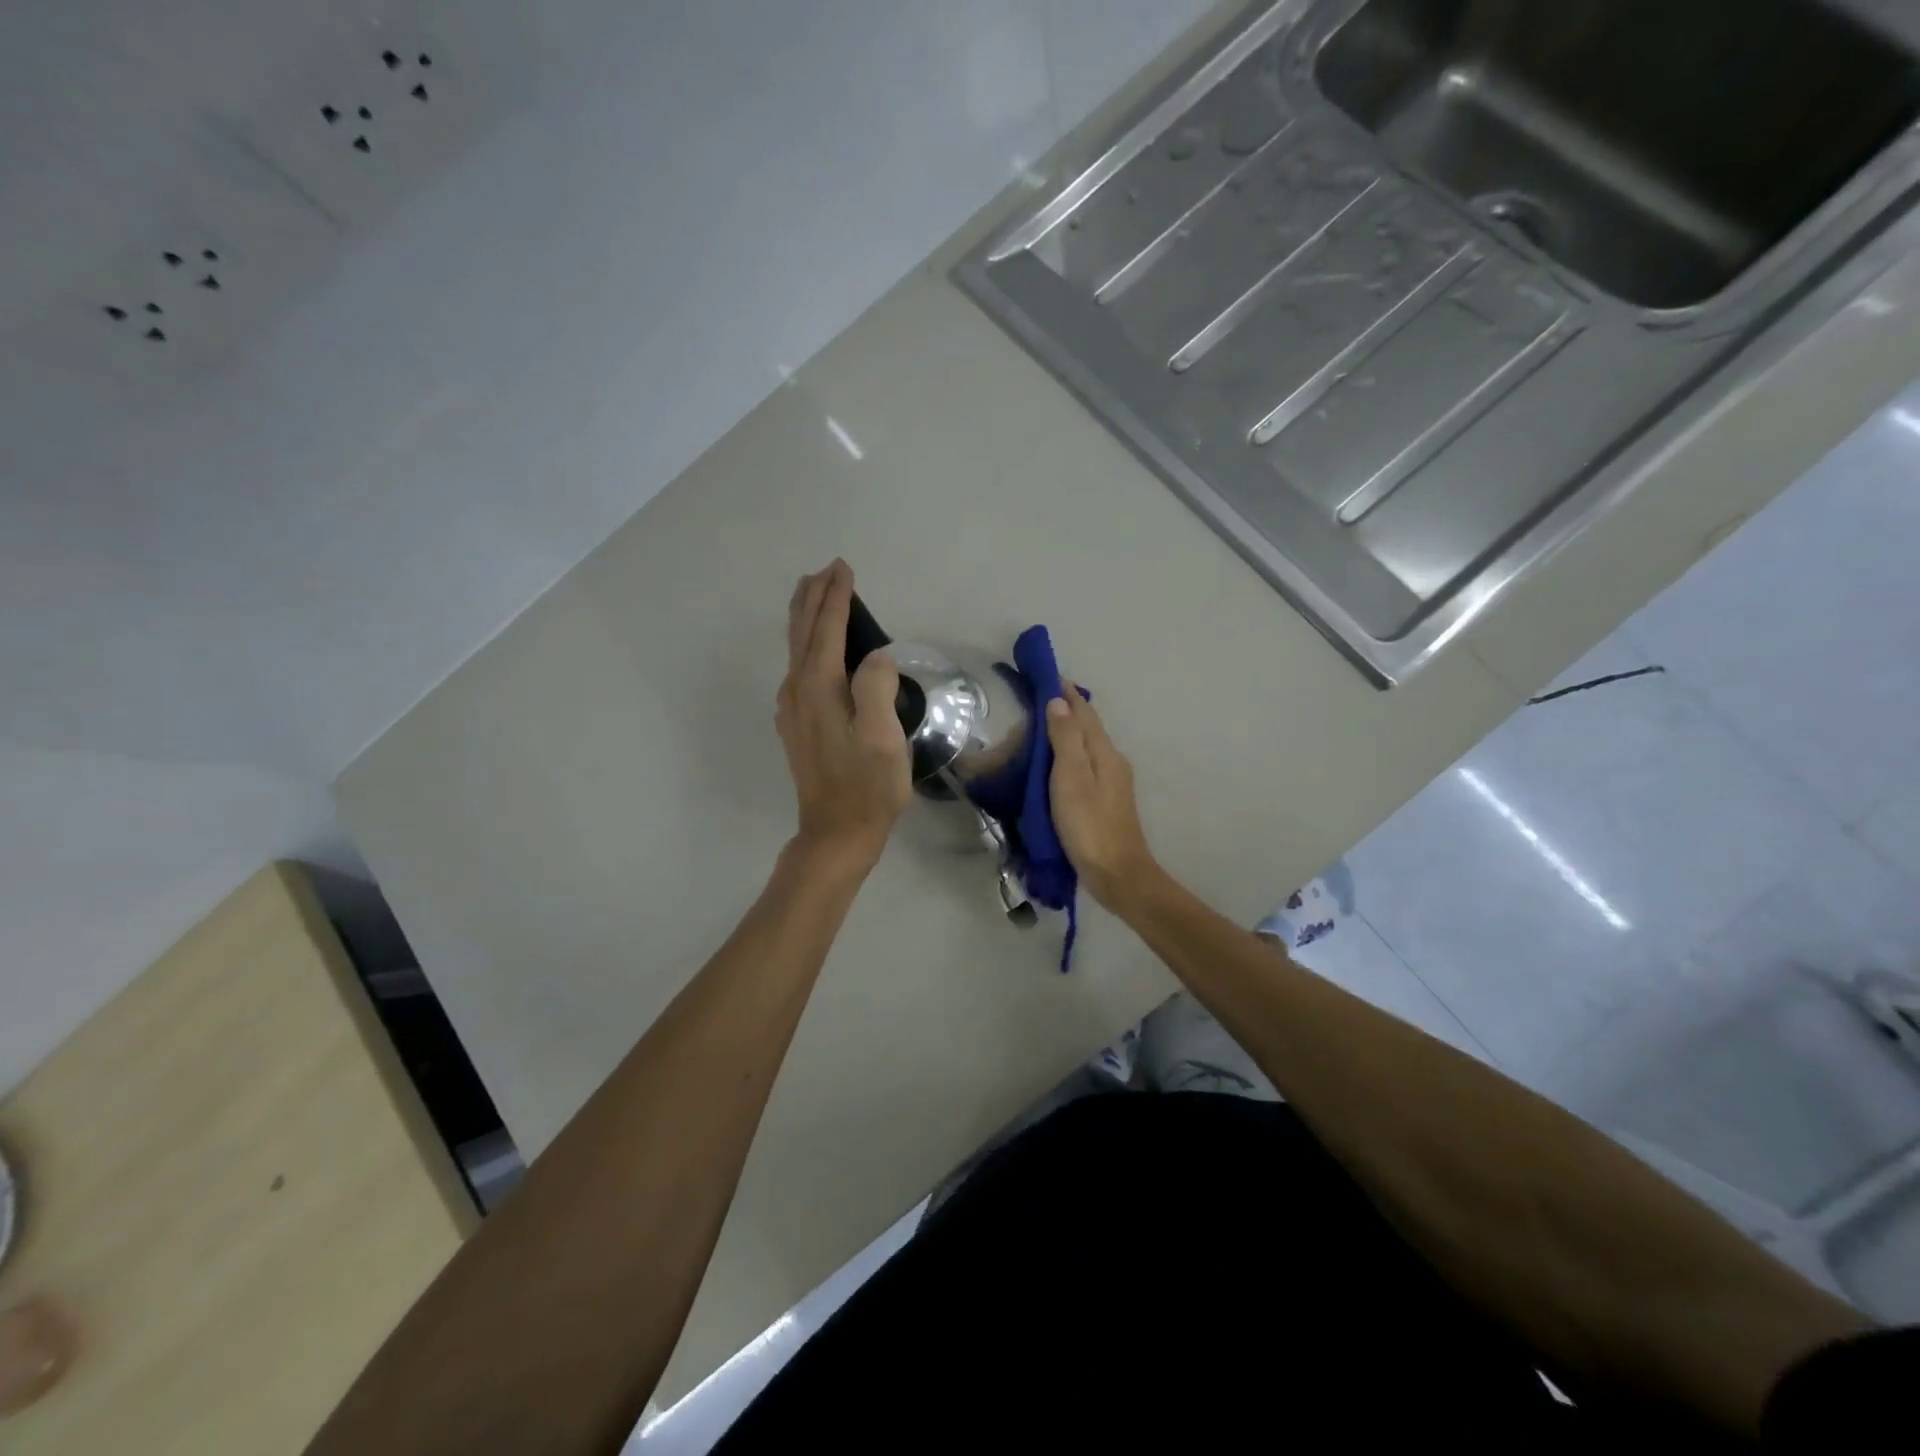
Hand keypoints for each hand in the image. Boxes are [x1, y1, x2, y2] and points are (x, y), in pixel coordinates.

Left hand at [776, 560, 912, 868]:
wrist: (837, 832)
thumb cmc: (867, 785)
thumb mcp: (882, 737)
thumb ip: (876, 687)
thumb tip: (874, 656)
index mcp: (819, 687)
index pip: (827, 629)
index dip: (837, 597)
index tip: (844, 568)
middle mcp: (798, 690)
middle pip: (802, 632)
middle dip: (813, 598)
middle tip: (826, 570)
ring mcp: (792, 709)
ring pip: (796, 649)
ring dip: (806, 618)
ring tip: (815, 595)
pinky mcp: (796, 725)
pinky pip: (798, 669)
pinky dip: (806, 645)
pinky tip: (812, 649)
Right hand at [1046, 684, 1159, 909]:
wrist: (1117, 873)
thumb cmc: (1089, 825)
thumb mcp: (1071, 778)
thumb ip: (1065, 739)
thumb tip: (1059, 702)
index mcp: (1104, 752)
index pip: (1083, 712)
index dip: (1065, 692)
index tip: (1045, 675)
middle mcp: (1112, 761)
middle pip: (1087, 726)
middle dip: (1065, 709)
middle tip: (1036, 697)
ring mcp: (1112, 782)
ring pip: (1087, 745)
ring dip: (1066, 731)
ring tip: (1041, 724)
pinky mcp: (1105, 801)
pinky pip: (1085, 764)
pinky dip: (1068, 754)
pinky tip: (1055, 763)